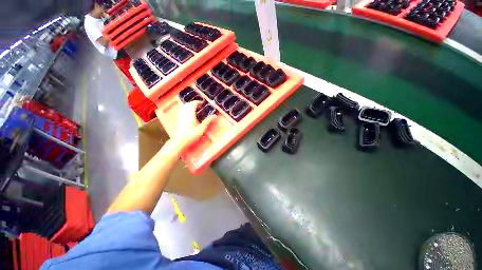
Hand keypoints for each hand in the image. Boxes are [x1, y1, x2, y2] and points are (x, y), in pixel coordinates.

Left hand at [173, 101, 215, 152]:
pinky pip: (181, 111)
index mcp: (190, 114)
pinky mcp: (178, 120)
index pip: (193, 104)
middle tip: (200, 106)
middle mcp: (184, 114)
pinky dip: (186, 109)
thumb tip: (214, 116)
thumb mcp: (201, 129)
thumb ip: (208, 121)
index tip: (203, 103)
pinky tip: (189, 114)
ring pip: (183, 107)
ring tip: (195, 109)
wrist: (180, 142)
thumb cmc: (191, 135)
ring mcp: (180, 116)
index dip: (198, 102)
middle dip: (194, 103)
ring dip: (189, 106)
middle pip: (187, 104)